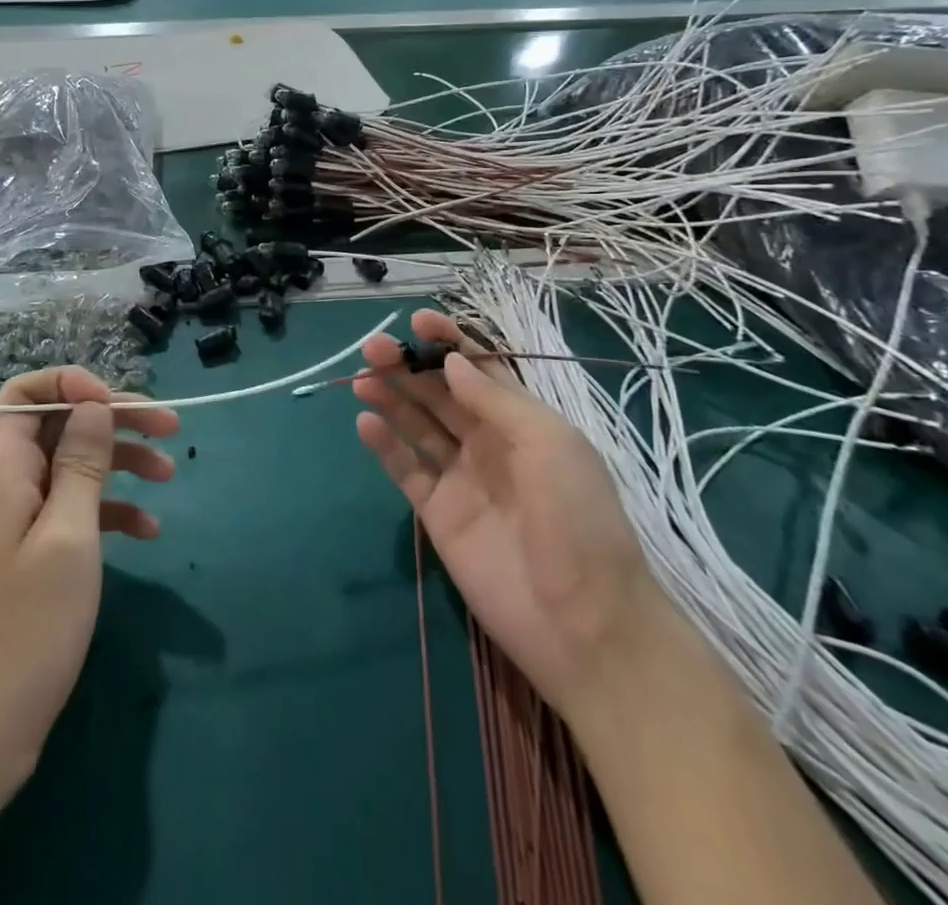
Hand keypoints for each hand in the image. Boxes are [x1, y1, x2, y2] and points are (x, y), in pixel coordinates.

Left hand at [0, 367, 177, 802]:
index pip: (25, 394)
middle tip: (171, 426)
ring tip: (170, 474)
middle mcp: (6, 484)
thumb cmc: (25, 626)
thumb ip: (82, 463)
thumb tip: (93, 404)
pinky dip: (110, 511)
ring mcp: (17, 522)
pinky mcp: (30, 555)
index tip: (115, 403)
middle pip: (60, 426)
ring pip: (72, 466)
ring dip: (120, 462)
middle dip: (114, 419)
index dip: (70, 385)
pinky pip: (73, 511)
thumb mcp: (68, 535)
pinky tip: (147, 530)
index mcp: (2, 468)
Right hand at [354, 310, 661, 713]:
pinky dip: (385, 445)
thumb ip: (494, 400)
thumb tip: (452, 362)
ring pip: (418, 426)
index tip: (415, 322)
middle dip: (409, 366)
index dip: (448, 343)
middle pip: (440, 393)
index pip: (479, 369)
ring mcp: (462, 478)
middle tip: (373, 348)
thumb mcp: (548, 444)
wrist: (584, 625)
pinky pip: (406, 470)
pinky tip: (365, 423)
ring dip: (391, 398)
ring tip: (363, 378)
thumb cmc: (578, 520)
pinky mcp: (438, 514)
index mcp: (523, 421)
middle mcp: (489, 443)